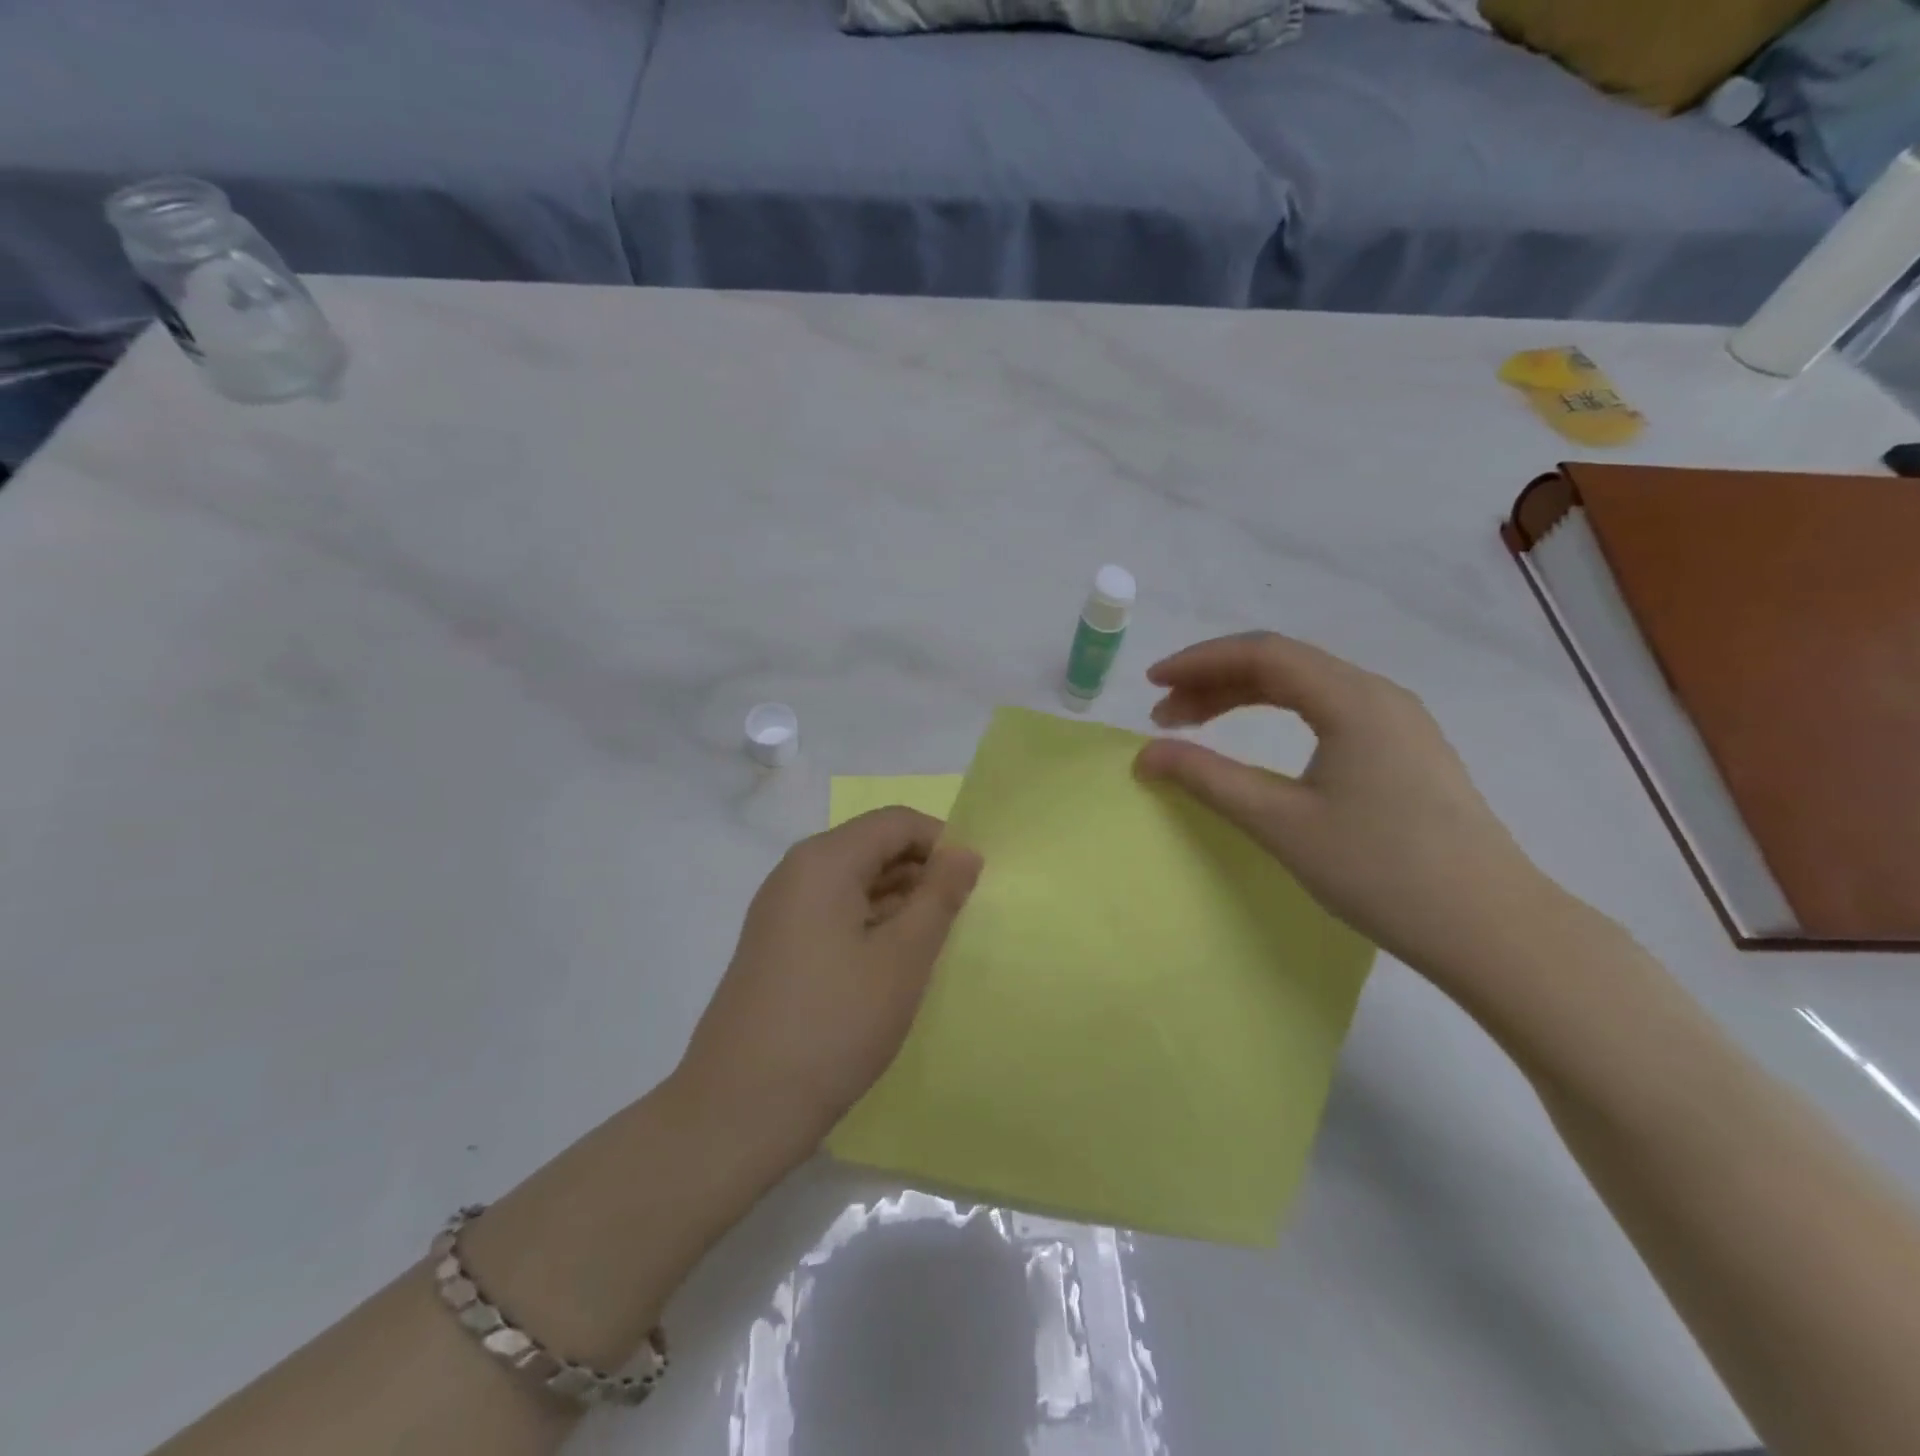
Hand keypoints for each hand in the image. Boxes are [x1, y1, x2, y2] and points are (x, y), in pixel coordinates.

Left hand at [674, 807, 982, 1160]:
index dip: (941, 843)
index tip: (973, 885)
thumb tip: (965, 852)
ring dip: (898, 902)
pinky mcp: (776, 945)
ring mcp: (780, 910)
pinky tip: (892, 965)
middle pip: (872, 847)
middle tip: (959, 919)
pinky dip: (870, 924)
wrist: (739, 1110)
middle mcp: (796, 872)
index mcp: (824, 861)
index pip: (895, 822)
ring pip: (854, 882)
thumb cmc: (833, 1024)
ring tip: (933, 944)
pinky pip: (834, 912)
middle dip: (921, 873)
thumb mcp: (902, 959)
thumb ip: (939, 897)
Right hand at [1135, 633, 1571, 987]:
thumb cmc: (1380, 871)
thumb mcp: (1281, 823)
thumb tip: (1146, 755)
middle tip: (1164, 715)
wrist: (1491, 928)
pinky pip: (1328, 711)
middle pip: (1283, 665)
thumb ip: (1209, 779)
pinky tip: (1257, 741)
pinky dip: (1278, 716)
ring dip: (1244, 697)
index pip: (1262, 654)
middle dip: (1215, 681)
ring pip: (1306, 688)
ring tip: (1195, 726)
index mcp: (1353, 699)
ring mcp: (1398, 722)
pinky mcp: (1406, 751)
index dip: (1198, 662)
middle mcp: (1378, 695)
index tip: (1151, 686)